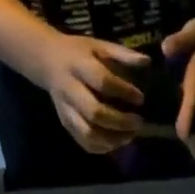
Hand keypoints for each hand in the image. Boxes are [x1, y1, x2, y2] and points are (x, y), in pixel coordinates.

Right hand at [28, 32, 147, 153]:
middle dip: (120, 122)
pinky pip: (84, 142)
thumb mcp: (99, 46)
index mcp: (78, 66)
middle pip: (94, 113)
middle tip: (138, 122)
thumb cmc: (78, 53)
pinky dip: (103, 147)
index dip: (123, 92)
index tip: (140, 98)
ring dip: (113, 139)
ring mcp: (66, 110)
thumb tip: (146, 61)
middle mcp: (70, 90)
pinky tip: (116, 141)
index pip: (102, 82)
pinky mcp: (66, 124)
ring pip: (89, 133)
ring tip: (130, 135)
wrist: (47, 62)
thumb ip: (122, 54)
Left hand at [161, 18, 194, 139]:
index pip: (192, 99)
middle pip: (189, 112)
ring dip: (179, 120)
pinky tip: (161, 112)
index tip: (183, 136)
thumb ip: (182, 39)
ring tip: (164, 133)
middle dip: (182, 125)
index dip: (187, 117)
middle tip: (168, 140)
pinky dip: (179, 110)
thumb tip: (165, 49)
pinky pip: (186, 102)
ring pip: (188, 109)